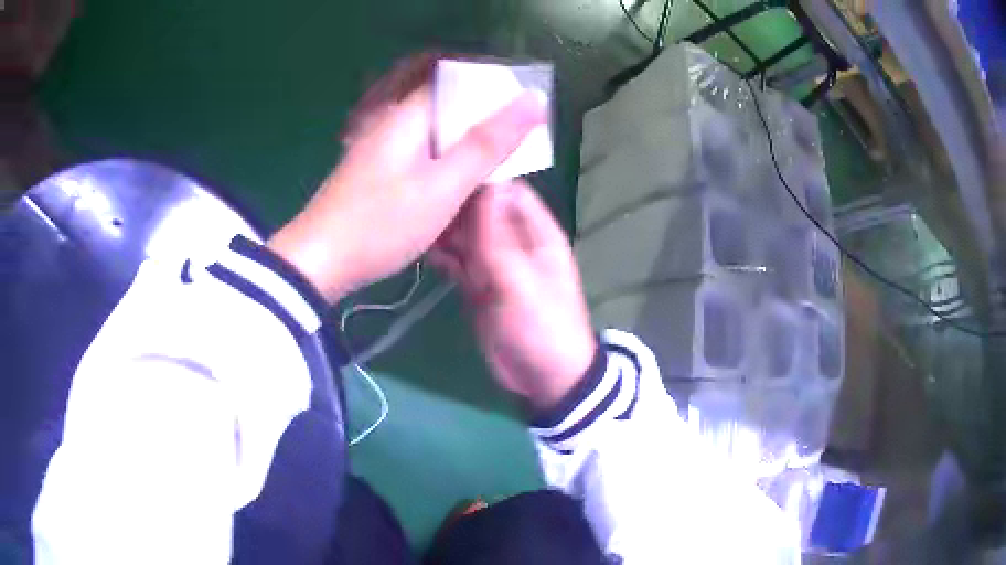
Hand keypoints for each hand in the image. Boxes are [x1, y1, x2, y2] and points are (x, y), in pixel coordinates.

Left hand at [267, 57, 546, 302]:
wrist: (319, 262)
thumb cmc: (382, 223)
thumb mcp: (444, 185)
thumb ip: (489, 143)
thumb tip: (533, 100)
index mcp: (408, 114)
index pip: (459, 81)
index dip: (494, 92)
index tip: (522, 114)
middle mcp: (392, 121)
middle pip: (447, 107)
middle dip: (481, 125)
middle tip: (509, 152)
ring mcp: (380, 146)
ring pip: (435, 135)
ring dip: (463, 151)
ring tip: (488, 176)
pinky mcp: (376, 171)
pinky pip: (420, 156)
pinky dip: (442, 168)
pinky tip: (455, 192)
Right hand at [432, 181, 596, 410]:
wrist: (544, 379)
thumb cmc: (543, 327)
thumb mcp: (520, 281)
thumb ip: (497, 237)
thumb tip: (484, 184)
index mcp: (537, 233)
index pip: (508, 191)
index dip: (480, 178)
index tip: (443, 165)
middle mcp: (515, 242)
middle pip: (481, 211)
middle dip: (454, 204)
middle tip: (416, 194)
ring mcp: (494, 264)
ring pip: (466, 236)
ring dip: (443, 230)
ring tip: (410, 219)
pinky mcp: (478, 286)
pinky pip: (458, 262)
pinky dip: (442, 255)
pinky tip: (418, 247)